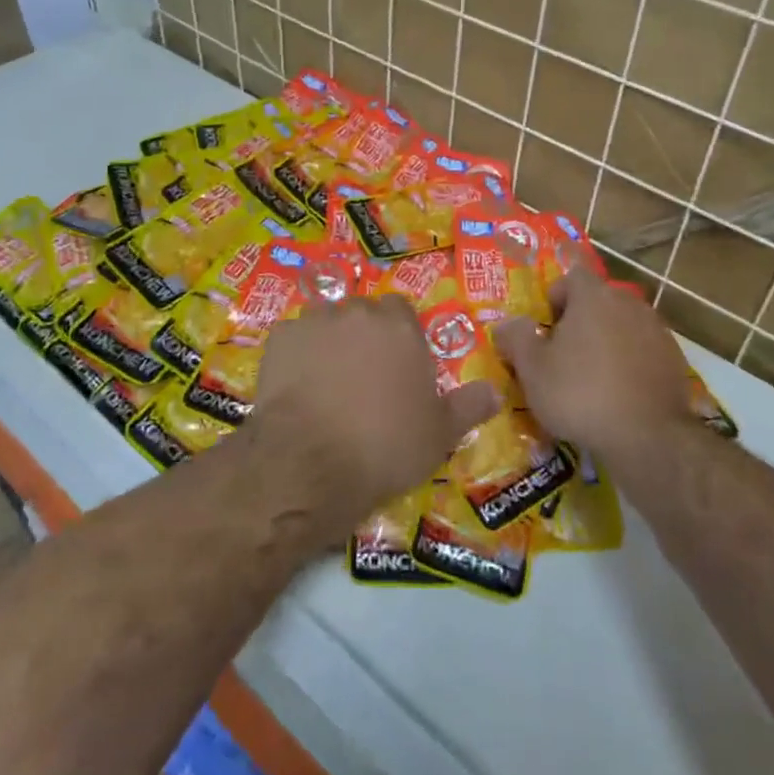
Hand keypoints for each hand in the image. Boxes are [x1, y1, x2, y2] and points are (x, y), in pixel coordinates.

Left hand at [250, 296, 497, 531]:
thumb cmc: (385, 446)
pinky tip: (295, 386)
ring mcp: (314, 322)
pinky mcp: (279, 339)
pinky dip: (295, 355)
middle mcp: (358, 314)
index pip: (402, 311)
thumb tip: (494, 392)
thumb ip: (468, 407)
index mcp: (400, 328)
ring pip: (326, 321)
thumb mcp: (439, 435)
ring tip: (327, 381)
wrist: (310, 463)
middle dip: (364, 336)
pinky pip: (292, 339)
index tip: (398, 367)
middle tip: (364, 377)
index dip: (400, 336)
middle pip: (363, 313)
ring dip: (329, 341)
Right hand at [495, 271, 693, 462]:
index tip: (546, 328)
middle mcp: (629, 303)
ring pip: (622, 326)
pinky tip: (619, 394)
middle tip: (563, 355)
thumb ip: (516, 339)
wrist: (648, 437)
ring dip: (607, 342)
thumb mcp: (533, 370)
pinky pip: (643, 350)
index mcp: (594, 297)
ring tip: (592, 379)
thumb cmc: (580, 394)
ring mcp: (657, 330)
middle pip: (599, 301)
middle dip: (580, 321)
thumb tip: (506, 325)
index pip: (572, 277)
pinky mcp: (675, 359)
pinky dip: (630, 363)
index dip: (556, 297)